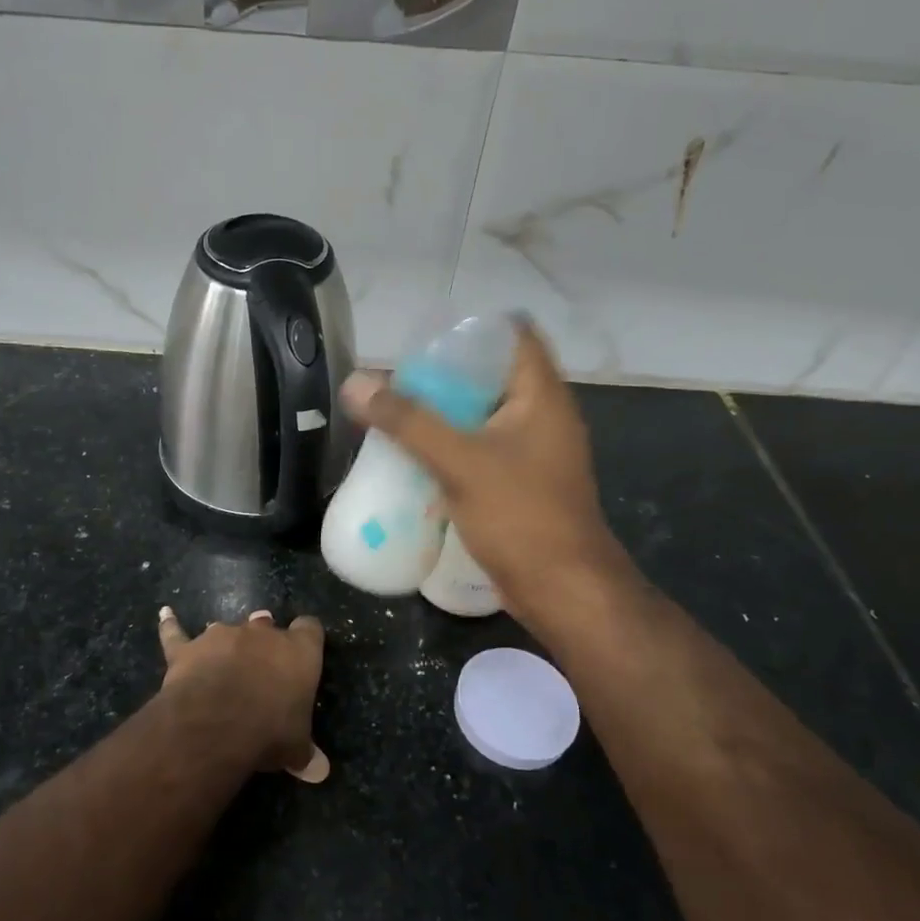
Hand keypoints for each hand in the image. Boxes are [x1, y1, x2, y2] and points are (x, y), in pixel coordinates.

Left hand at [157, 607, 329, 782]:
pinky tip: (165, 614)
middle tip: (261, 665)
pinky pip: (177, 632)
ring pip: (226, 629)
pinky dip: (171, 625)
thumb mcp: (296, 748)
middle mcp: (262, 633)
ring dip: (227, 643)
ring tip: (225, 658)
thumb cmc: (269, 731)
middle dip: (263, 642)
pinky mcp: (188, 648)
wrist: (216, 724)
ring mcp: (222, 635)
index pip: (310, 629)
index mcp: (298, 651)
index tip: (305, 652)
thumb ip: (305, 753)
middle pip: (266, 625)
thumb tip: (320, 771)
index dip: (307, 638)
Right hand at [340, 320, 642, 633]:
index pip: (512, 335)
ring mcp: (534, 453)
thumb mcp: (460, 462)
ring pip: (483, 417)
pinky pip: (482, 451)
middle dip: (444, 376)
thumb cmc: (521, 516)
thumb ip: (408, 421)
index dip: (470, 330)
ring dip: (444, 415)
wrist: (563, 591)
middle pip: (491, 375)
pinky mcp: (521, 485)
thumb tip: (356, 383)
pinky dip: (451, 448)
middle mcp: (543, 416)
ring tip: (397, 415)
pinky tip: (415, 458)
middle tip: (397, 382)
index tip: (424, 342)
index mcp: (541, 395)